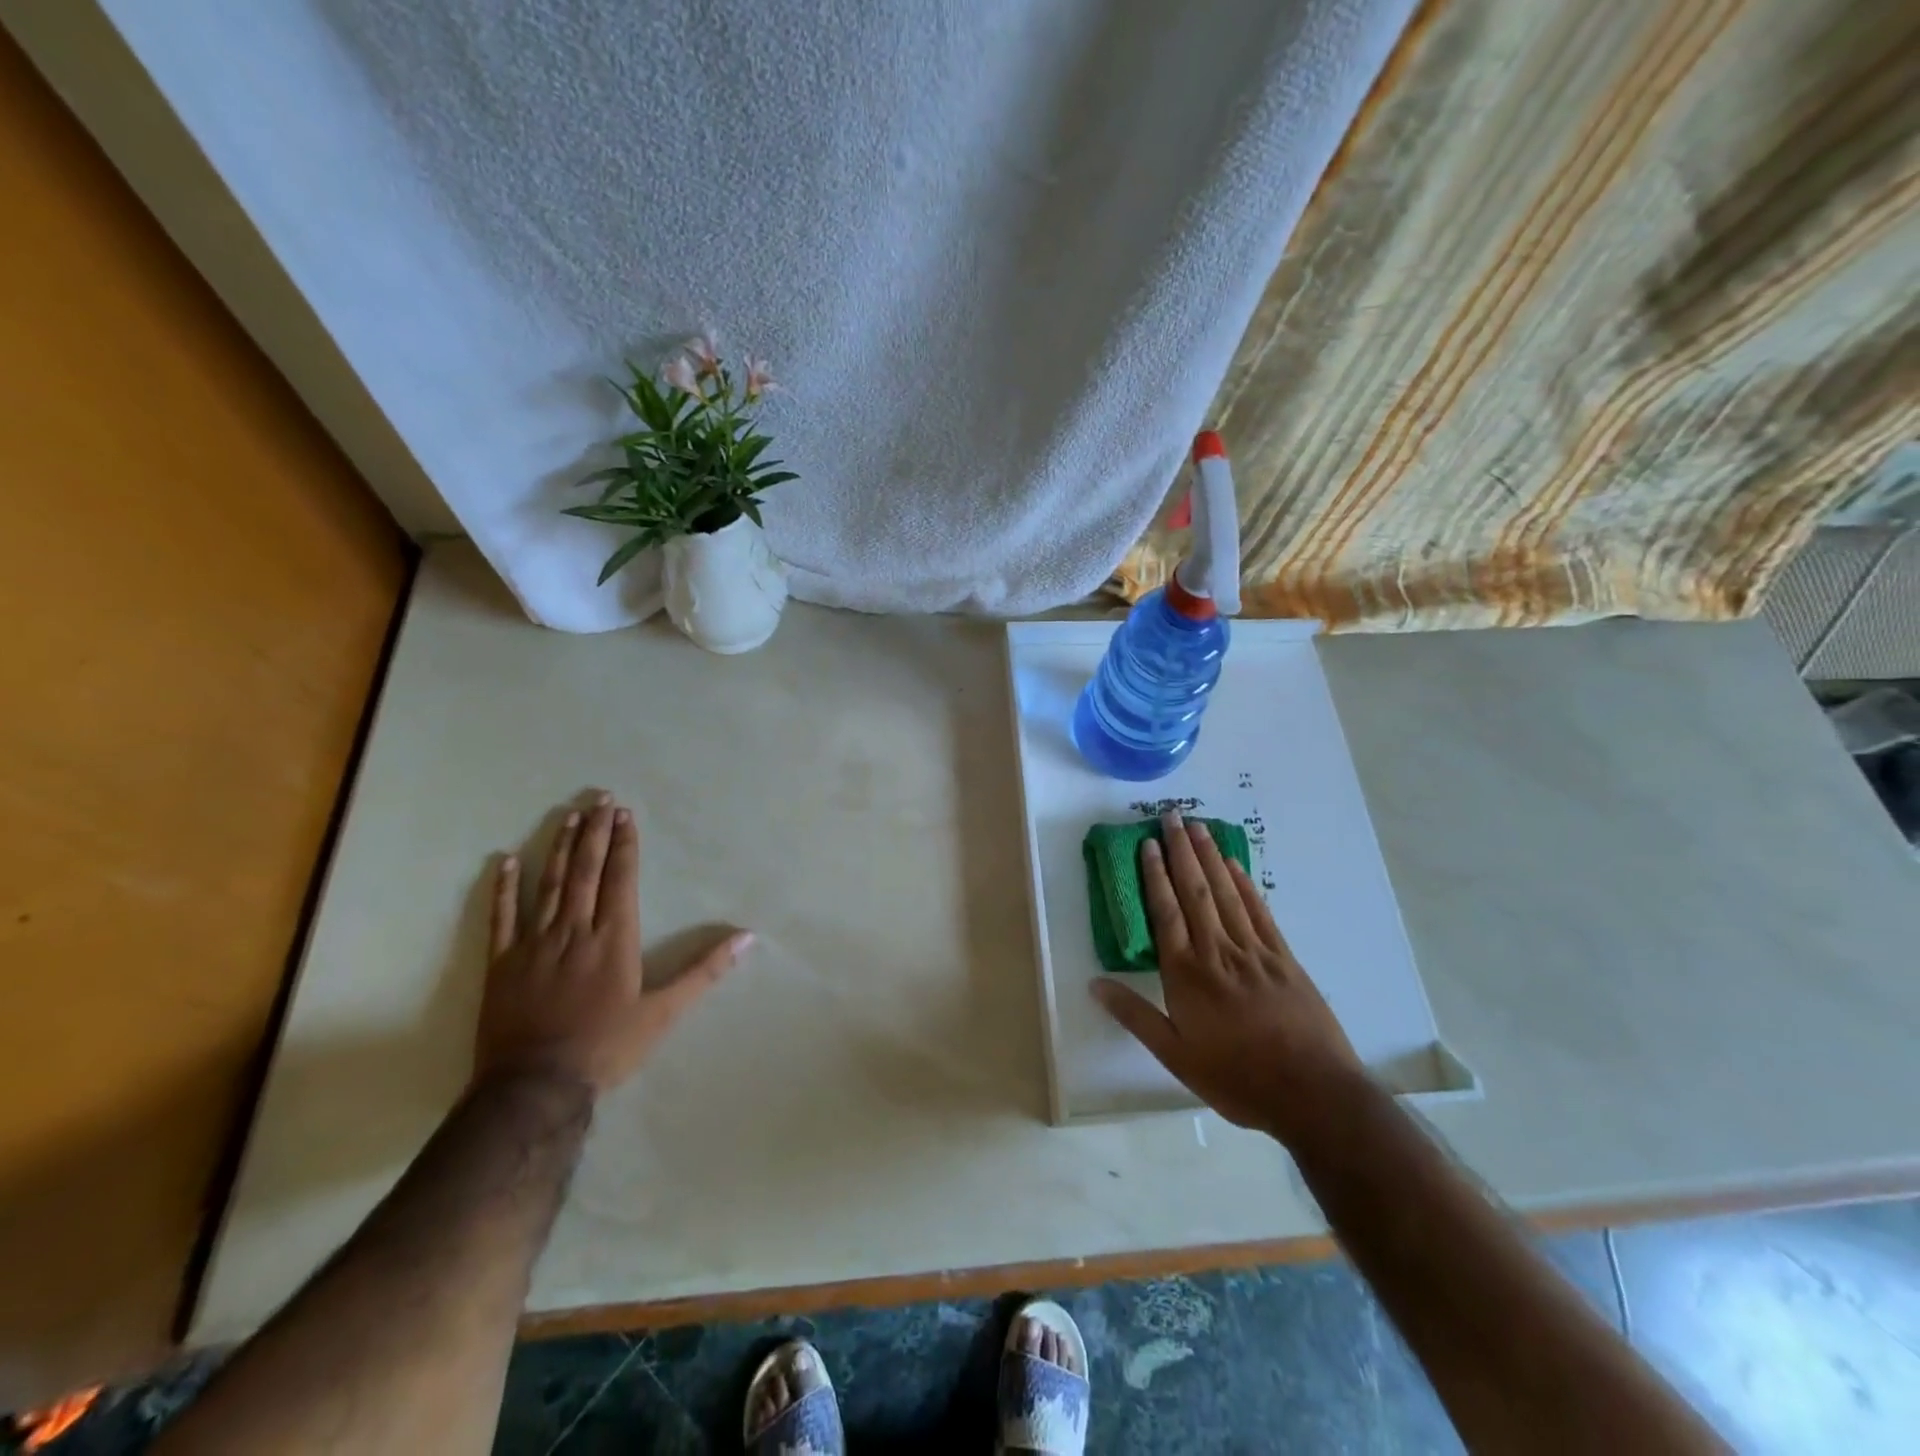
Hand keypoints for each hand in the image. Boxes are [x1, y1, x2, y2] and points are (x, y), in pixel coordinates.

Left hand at [475, 792, 751, 1096]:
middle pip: (584, 872)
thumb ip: (705, 971)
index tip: (624, 815)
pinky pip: (501, 918)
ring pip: (548, 885)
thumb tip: (748, 938)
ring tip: (567, 816)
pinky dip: (503, 889)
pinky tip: (504, 861)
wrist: (536, 1088)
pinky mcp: (502, 963)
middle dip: (593, 832)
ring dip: (558, 848)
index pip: (620, 879)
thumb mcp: (665, 1013)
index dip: (623, 845)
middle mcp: (575, 930)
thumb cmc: (607, 1047)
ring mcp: (534, 944)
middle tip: (598, 799)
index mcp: (614, 938)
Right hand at [1091, 809, 1367, 1145]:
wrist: (1313, 1094)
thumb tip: (1094, 984)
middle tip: (1172, 815)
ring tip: (1198, 826)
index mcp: (1187, 973)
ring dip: (1210, 856)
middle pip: (1195, 891)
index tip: (1147, 843)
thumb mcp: (1175, 1056)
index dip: (1155, 875)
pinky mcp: (1284, 958)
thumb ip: (1135, 1016)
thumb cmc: (1236, 1078)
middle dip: (1181, 851)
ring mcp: (1254, 951)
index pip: (1166, 912)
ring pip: (1226, 893)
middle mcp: (1217, 951)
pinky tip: (1235, 865)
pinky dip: (1245, 884)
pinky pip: (1259, 911)